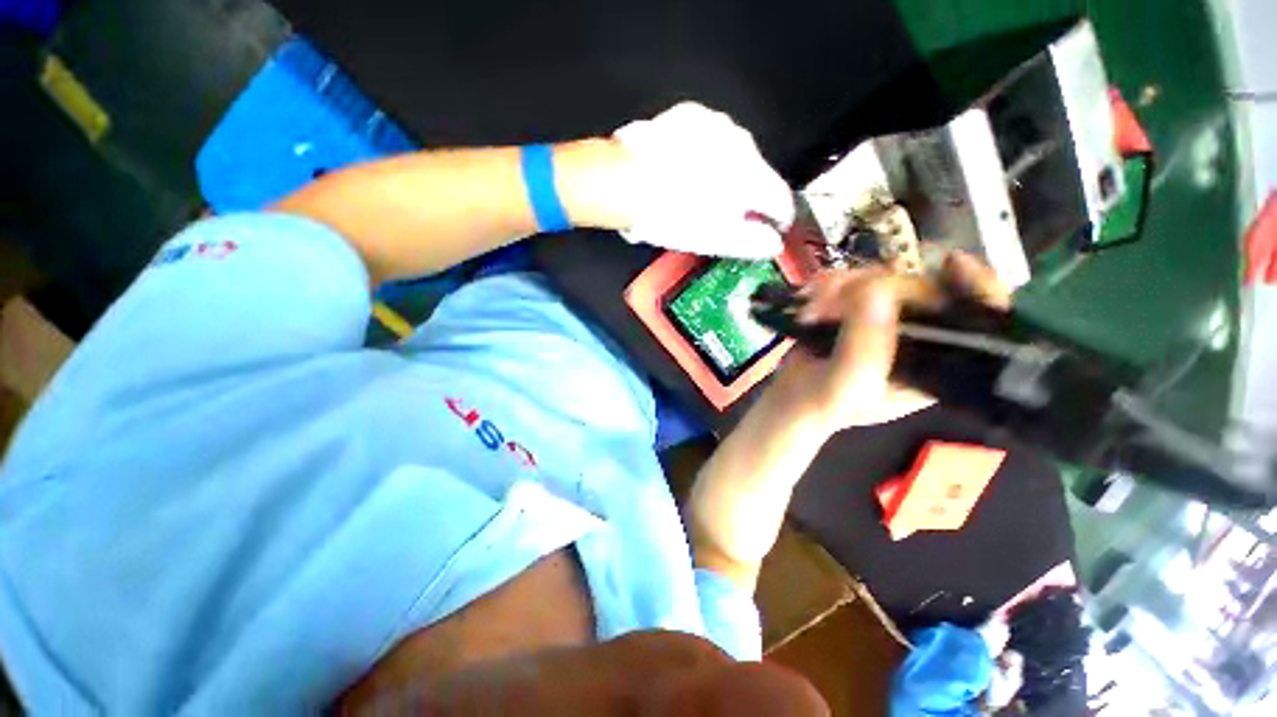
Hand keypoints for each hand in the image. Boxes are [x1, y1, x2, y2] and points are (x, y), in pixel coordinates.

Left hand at [611, 102, 793, 258]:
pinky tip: (684, 169)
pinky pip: (708, 139)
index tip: (770, 228)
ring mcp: (716, 125)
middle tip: (725, 215)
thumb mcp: (714, 240)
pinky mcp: (691, 115)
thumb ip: (751, 242)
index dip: (778, 218)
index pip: (780, 199)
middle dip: (747, 196)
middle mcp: (742, 144)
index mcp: (752, 178)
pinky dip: (704, 155)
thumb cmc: (670, 217)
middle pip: (756, 175)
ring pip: (733, 155)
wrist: (623, 181)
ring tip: (698, 192)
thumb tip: (772, 243)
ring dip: (726, 173)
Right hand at [768, 253, 1010, 432]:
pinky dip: (828, 285)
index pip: (977, 320)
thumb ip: (864, 343)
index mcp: (935, 362)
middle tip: (837, 296)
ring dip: (842, 285)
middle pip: (921, 287)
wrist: (788, 401)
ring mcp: (883, 320)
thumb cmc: (824, 404)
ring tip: (813, 306)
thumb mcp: (849, 383)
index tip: (951, 262)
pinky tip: (809, 299)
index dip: (977, 287)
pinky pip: (851, 282)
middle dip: (878, 285)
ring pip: (882, 279)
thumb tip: (878, 288)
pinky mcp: (854, 311)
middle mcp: (917, 336)